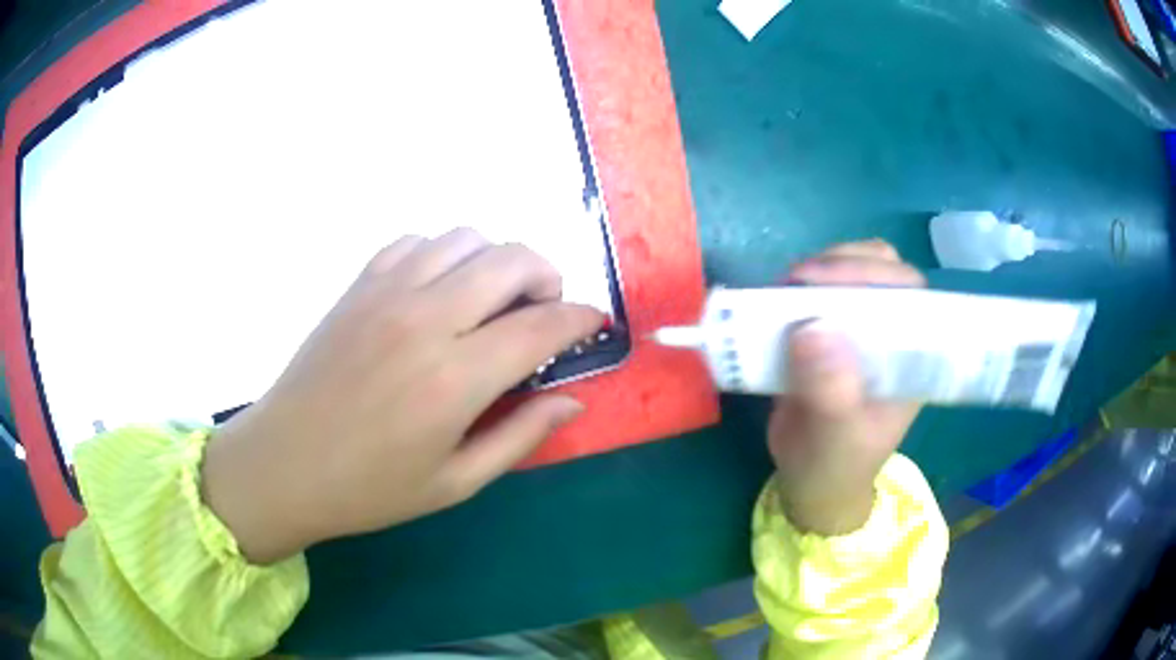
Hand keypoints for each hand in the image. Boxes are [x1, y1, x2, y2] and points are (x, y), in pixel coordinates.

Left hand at [201, 229, 602, 563]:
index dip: (582, 318)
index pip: (543, 324)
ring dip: (496, 259)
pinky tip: (440, 287)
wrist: (283, 464)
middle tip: (545, 311)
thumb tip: (572, 400)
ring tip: (493, 298)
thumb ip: (520, 436)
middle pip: (512, 259)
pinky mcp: (358, 285)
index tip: (595, 323)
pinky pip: (416, 241)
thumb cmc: (369, 488)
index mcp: (454, 379)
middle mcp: (425, 319)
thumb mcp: (455, 482)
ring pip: (466, 237)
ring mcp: (387, 292)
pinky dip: (443, 253)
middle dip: (548, 276)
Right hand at [768, 240, 925, 535]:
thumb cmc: (835, 465)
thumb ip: (831, 393)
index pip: (907, 292)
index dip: (872, 274)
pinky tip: (773, 302)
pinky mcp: (829, 330)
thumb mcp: (836, 439)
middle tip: (795, 281)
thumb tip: (809, 330)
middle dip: (839, 265)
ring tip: (781, 292)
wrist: (812, 484)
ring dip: (816, 271)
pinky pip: (817, 292)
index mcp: (912, 356)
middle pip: (880, 268)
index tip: (822, 280)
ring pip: (848, 272)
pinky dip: (795, 288)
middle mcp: (891, 333)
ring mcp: (860, 328)